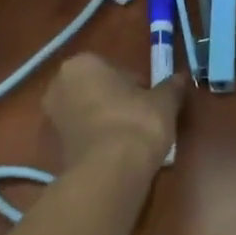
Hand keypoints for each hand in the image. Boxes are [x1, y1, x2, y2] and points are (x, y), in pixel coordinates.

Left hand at [43, 54, 182, 171]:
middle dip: (119, 102)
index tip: (153, 104)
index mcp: (82, 64)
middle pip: (100, 90)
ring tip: (133, 140)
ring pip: (90, 113)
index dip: (140, 88)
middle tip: (144, 120)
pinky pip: (85, 135)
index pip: (119, 71)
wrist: (111, 170)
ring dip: (108, 121)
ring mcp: (53, 117)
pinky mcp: (56, 145)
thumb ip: (172, 87)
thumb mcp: (164, 102)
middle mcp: (59, 84)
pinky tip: (118, 153)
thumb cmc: (137, 123)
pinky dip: (99, 140)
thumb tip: (182, 78)